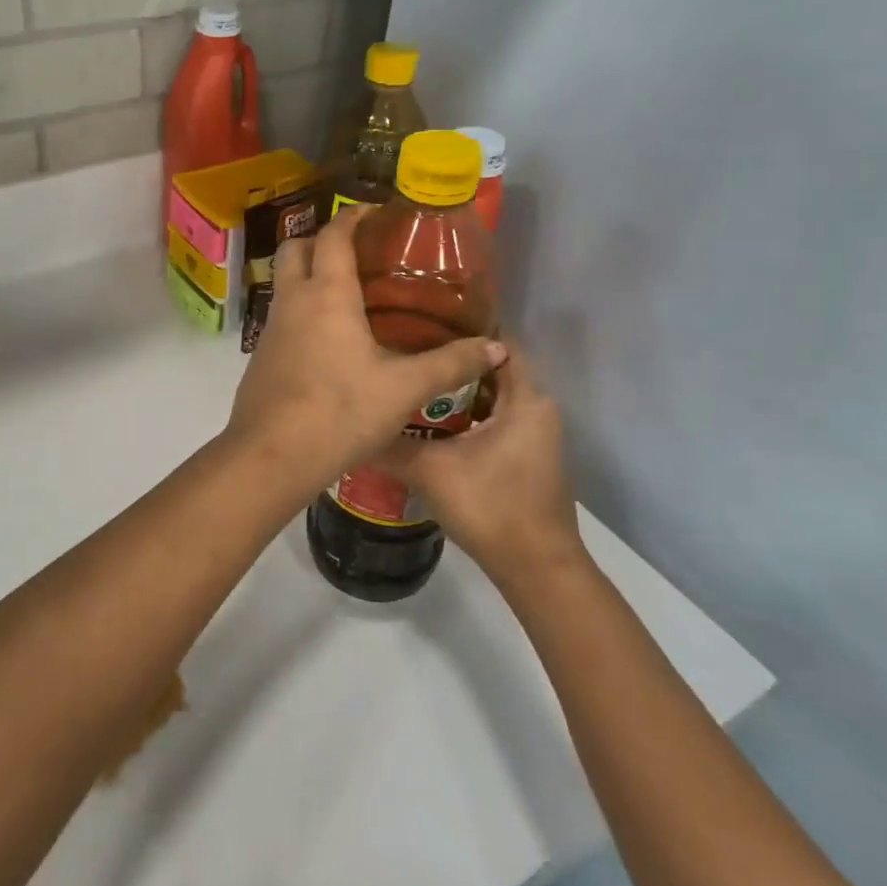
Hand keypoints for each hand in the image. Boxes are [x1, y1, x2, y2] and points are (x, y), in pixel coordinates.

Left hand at [224, 207, 506, 492]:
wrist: (272, 455)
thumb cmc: (340, 412)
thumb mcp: (404, 389)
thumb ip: (450, 364)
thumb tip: (496, 348)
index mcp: (326, 294)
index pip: (334, 235)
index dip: (354, 216)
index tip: (376, 211)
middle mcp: (292, 301)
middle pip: (296, 249)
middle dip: (322, 239)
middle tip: (359, 252)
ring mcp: (270, 329)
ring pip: (285, 284)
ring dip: (310, 276)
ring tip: (350, 295)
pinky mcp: (261, 357)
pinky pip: (282, 317)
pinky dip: (303, 310)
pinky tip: (330, 341)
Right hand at [382, 341, 585, 590]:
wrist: (536, 568)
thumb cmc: (491, 506)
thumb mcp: (431, 471)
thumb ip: (390, 445)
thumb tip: (349, 426)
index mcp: (526, 399)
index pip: (499, 343)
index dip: (464, 326)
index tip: (421, 318)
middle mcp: (536, 409)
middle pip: (492, 368)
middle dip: (451, 357)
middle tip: (405, 346)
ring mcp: (534, 435)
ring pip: (491, 396)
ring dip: (456, 388)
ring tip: (410, 376)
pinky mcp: (525, 456)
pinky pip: (493, 418)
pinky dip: (465, 413)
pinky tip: (427, 419)